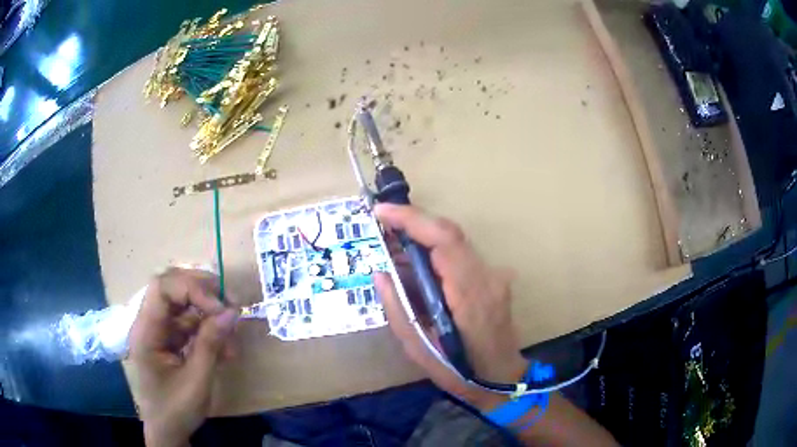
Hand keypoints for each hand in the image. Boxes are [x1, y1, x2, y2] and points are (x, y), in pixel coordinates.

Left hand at [128, 268, 237, 446]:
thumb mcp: (196, 380)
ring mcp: (160, 331)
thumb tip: (232, 311)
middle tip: (232, 304)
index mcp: (146, 330)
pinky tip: (226, 350)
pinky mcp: (171, 341)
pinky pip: (191, 325)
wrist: (168, 432)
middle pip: (173, 289)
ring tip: (233, 336)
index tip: (221, 308)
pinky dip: (210, 332)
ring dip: (211, 316)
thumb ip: (211, 344)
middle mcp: (150, 323)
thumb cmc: (176, 409)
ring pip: (185, 306)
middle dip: (203, 293)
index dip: (192, 288)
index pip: (163, 288)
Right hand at [373, 204, 526, 409]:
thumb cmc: (460, 371)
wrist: (502, 378)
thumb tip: (380, 273)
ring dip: (423, 239)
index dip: (412, 219)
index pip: (444, 241)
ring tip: (393, 247)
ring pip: (455, 242)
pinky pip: (461, 256)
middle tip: (382, 227)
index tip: (382, 211)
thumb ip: (397, 308)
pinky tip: (416, 266)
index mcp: (470, 295)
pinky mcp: (494, 279)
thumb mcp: (420, 347)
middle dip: (413, 223)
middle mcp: (488, 277)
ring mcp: (495, 276)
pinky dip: (435, 253)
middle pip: (451, 234)